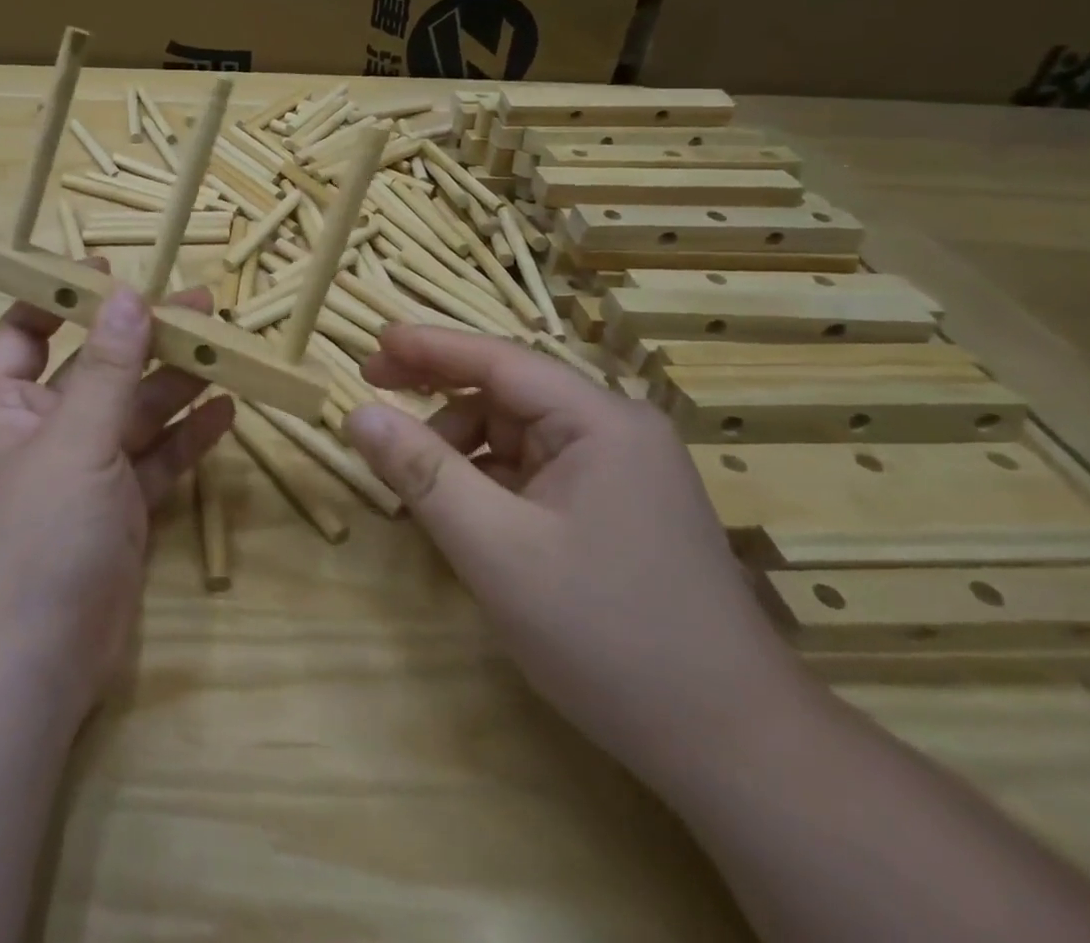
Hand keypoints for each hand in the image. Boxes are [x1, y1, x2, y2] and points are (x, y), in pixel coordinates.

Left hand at [0, 271, 234, 720]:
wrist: (31, 666)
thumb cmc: (35, 535)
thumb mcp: (73, 440)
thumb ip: (105, 368)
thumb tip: (125, 295)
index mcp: (9, 406)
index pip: (25, 332)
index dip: (60, 297)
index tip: (106, 267)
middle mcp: (47, 432)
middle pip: (98, 368)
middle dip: (144, 337)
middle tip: (201, 304)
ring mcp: (87, 474)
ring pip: (137, 413)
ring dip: (176, 382)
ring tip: (225, 347)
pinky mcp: (122, 512)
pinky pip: (159, 462)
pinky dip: (188, 438)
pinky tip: (226, 412)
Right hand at [343, 324, 810, 783]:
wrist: (732, 749)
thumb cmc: (607, 635)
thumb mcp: (494, 549)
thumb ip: (421, 472)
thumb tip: (357, 413)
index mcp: (600, 421)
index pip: (499, 359)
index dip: (429, 345)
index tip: (372, 339)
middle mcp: (615, 432)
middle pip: (507, 395)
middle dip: (438, 399)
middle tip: (373, 401)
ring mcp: (619, 472)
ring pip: (516, 437)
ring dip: (459, 451)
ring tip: (416, 487)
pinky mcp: (614, 509)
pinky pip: (533, 473)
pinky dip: (487, 483)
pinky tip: (462, 515)